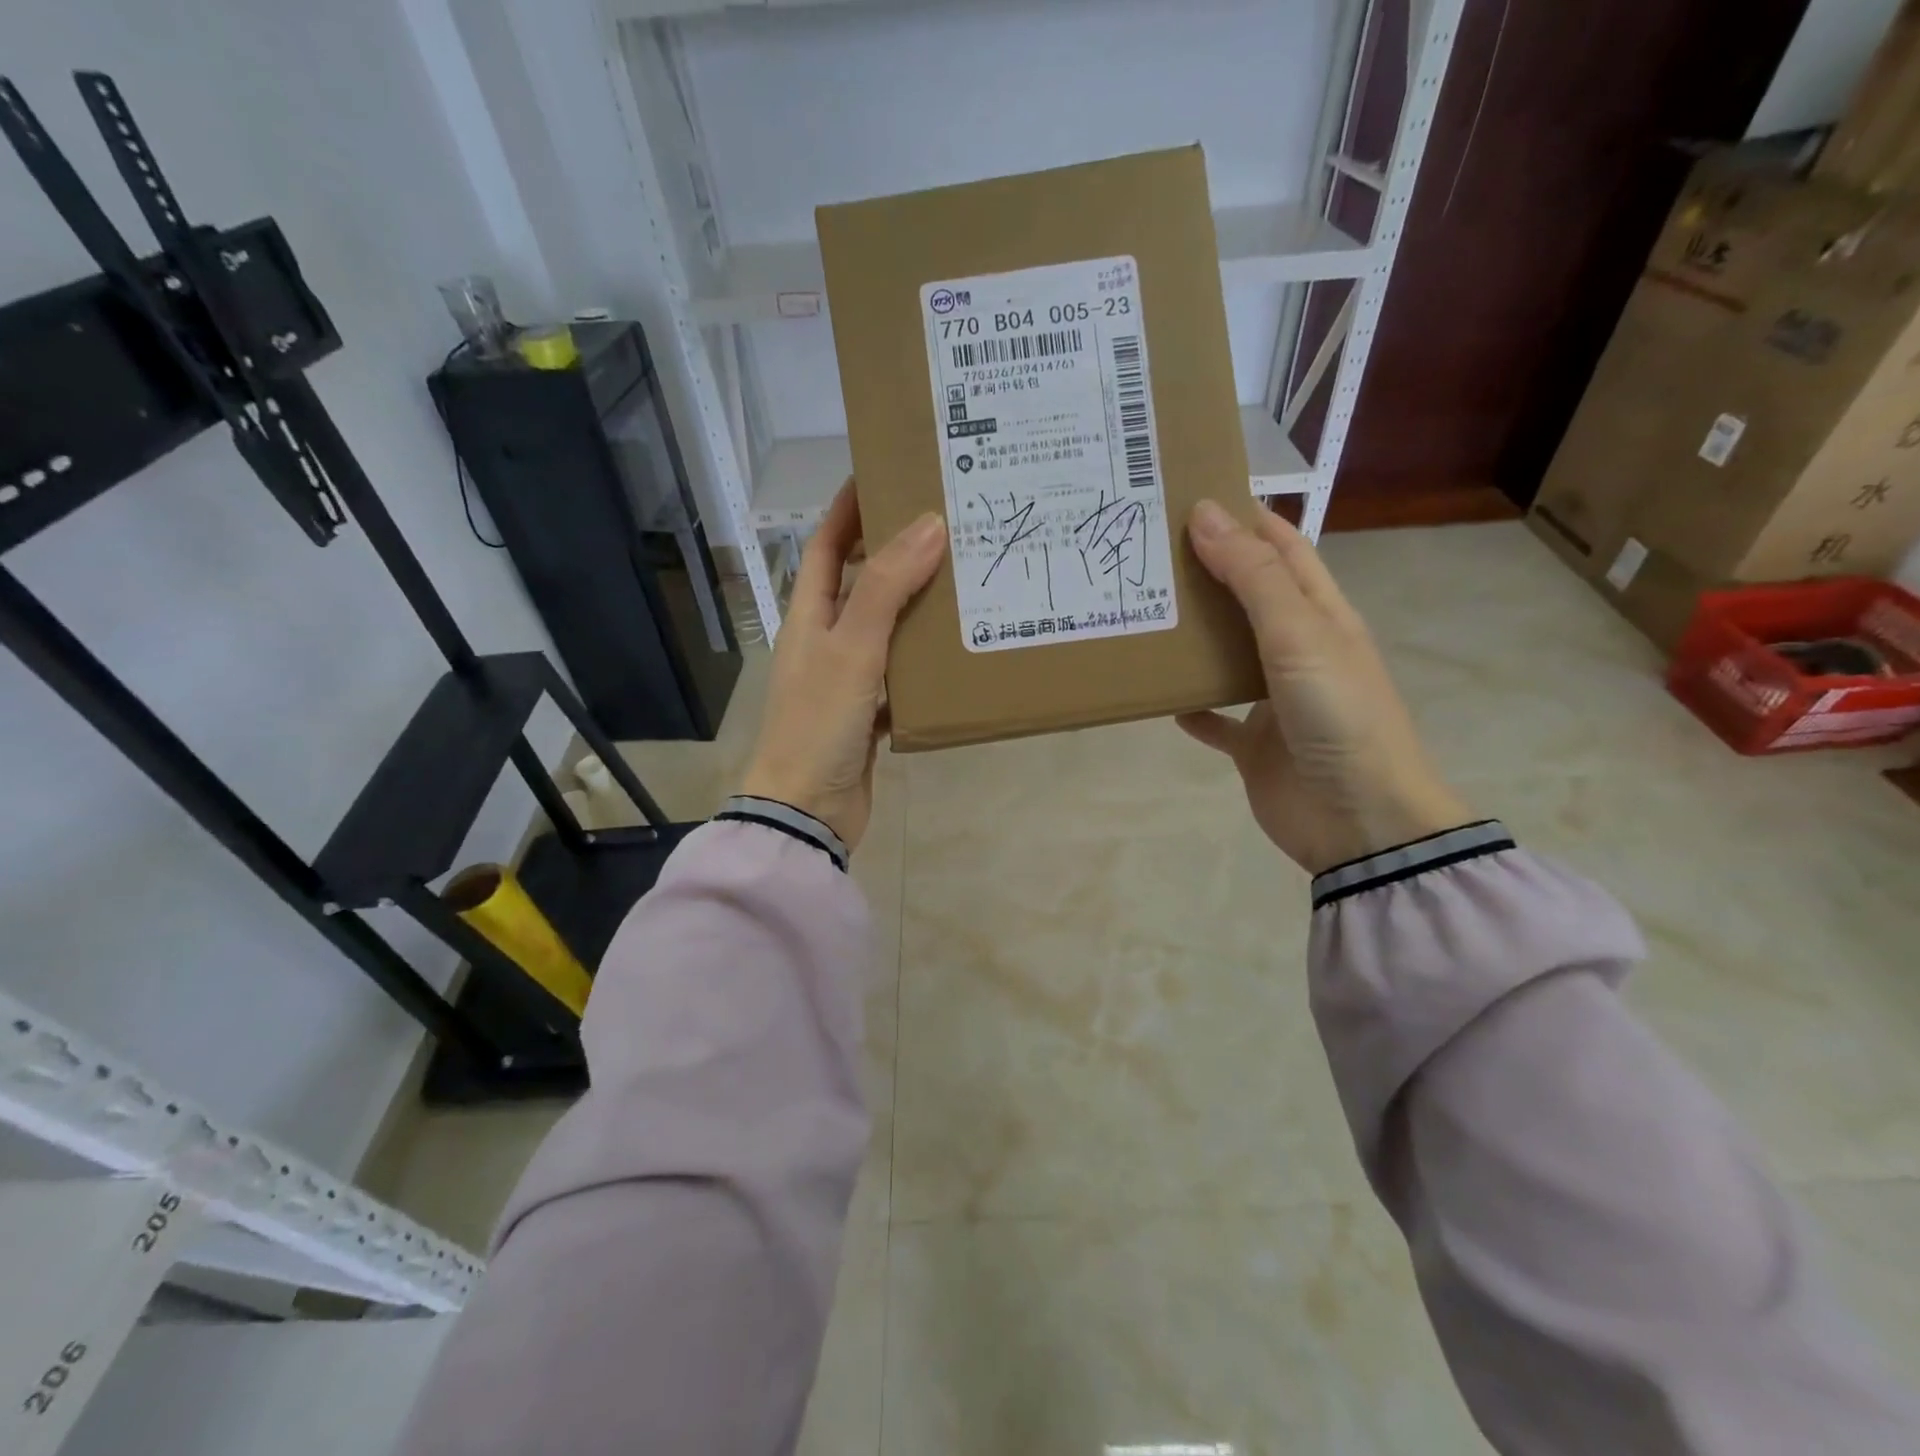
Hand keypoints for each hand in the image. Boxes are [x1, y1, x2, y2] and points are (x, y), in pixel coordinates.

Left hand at [741, 482, 946, 850]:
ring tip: (964, 580)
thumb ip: (886, 589)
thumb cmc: (819, 724)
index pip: (826, 546)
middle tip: (948, 526)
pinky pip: (900, 675)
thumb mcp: (851, 649)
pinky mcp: (868, 713)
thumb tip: (927, 524)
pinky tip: (957, 654)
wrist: (806, 811)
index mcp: (809, 616)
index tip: (885, 473)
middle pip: (861, 583)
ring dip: (917, 607)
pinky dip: (924, 663)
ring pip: (886, 629)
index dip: (850, 509)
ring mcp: (847, 678)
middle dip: (896, 552)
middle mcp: (826, 640)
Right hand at [1176, 499, 1472, 874]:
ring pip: (1226, 656)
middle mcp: (1298, 650)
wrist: (1359, 821)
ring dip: (1192, 638)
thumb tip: (1205, 513)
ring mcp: (1275, 699)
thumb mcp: (1299, 635)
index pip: (1283, 548)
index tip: (1188, 497)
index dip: (1244, 517)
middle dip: (1206, 572)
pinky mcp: (1254, 744)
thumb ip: (1252, 577)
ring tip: (1141, 613)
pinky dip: (1190, 707)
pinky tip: (1156, 697)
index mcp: (1321, 615)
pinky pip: (1215, 718)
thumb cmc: (1338, 715)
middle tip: (1146, 554)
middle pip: (1248, 598)